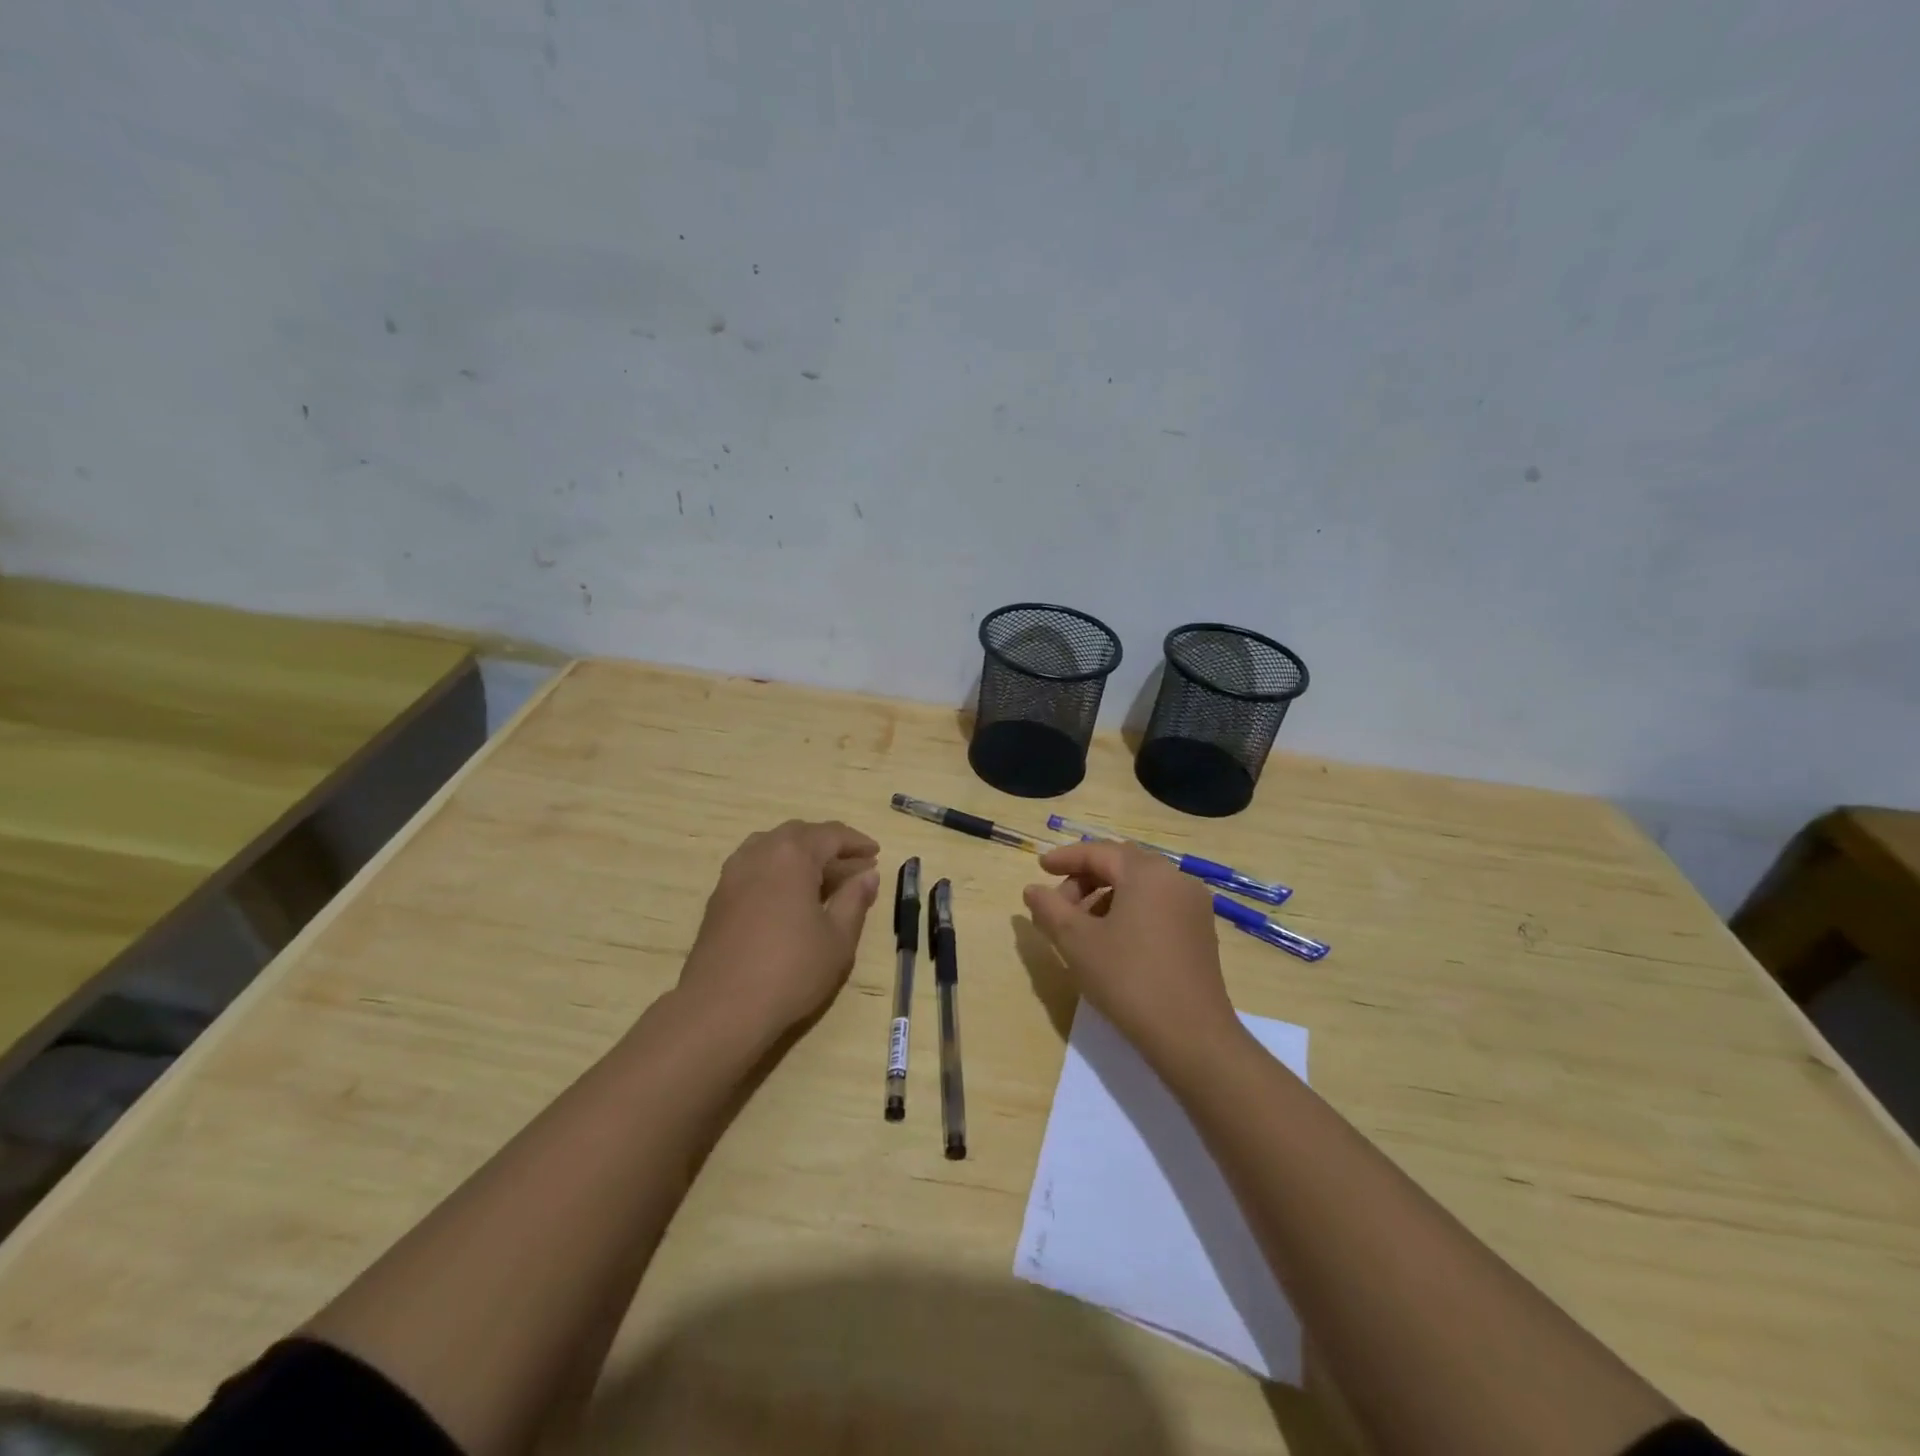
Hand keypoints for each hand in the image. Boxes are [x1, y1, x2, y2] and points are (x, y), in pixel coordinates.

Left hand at [679, 820, 880, 1045]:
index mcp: (792, 855)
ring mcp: (733, 874)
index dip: (856, 842)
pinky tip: (789, 896)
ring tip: (821, 877)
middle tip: (853, 864)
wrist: (720, 1009)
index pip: (831, 834)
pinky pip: (754, 867)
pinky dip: (778, 870)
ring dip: (800, 854)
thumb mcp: (838, 938)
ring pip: (772, 847)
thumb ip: (855, 899)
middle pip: (799, 834)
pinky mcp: (718, 897)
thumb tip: (868, 874)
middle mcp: (759, 853)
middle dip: (828, 845)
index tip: (876, 853)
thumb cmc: (790, 970)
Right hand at [1023, 841, 1242, 1075]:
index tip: (1040, 868)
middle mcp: (1175, 879)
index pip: (1099, 852)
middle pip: (1122, 864)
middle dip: (1086, 877)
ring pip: (1141, 885)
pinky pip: (1158, 904)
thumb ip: (1050, 909)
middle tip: (1058, 903)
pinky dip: (1130, 909)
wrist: (1191, 1036)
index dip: (1065, 858)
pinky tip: (1113, 939)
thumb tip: (1032, 890)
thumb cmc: (1128, 979)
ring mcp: (1193, 905)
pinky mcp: (1200, 931)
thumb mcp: (1077, 942)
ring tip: (1082, 926)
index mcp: (1147, 873)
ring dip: (1106, 895)